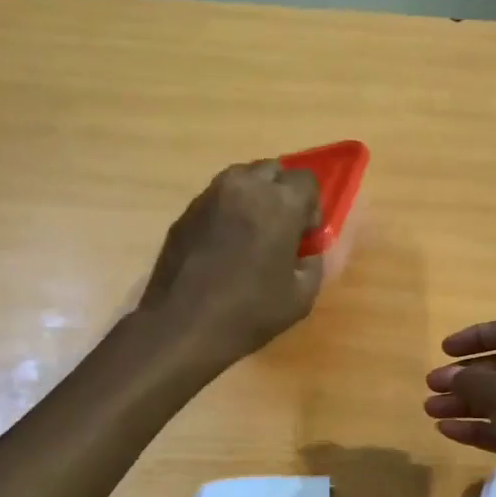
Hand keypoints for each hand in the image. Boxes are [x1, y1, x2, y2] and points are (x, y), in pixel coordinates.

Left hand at [139, 161, 322, 368]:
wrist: (182, 326)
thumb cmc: (250, 312)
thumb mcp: (302, 297)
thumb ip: (313, 263)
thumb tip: (306, 252)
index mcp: (280, 203)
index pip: (307, 180)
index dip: (311, 207)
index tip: (304, 236)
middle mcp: (245, 187)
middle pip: (273, 170)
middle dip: (282, 194)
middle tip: (281, 230)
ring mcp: (210, 196)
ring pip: (242, 179)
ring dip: (254, 197)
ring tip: (252, 235)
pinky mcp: (186, 212)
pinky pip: (217, 199)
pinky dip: (228, 212)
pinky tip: (224, 247)